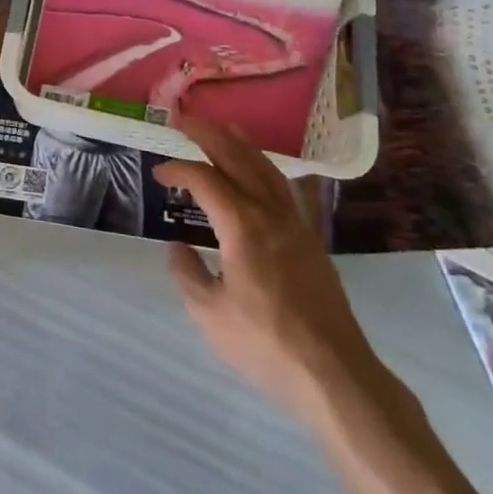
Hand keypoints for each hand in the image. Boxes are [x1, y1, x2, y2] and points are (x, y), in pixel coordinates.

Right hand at [154, 121, 380, 419]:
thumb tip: (176, 246)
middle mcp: (270, 213)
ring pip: (267, 168)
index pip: (205, 179)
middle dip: (209, 134)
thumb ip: (187, 274)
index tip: (158, 173)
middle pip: (239, 158)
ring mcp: (296, 223)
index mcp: (242, 225)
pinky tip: (262, 172)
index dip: (178, 170)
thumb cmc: (265, 344)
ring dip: (242, 144)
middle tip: (185, 119)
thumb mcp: (210, 314)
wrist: (334, 373)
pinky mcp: (311, 239)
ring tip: (225, 129)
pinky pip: (285, 187)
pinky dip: (266, 168)